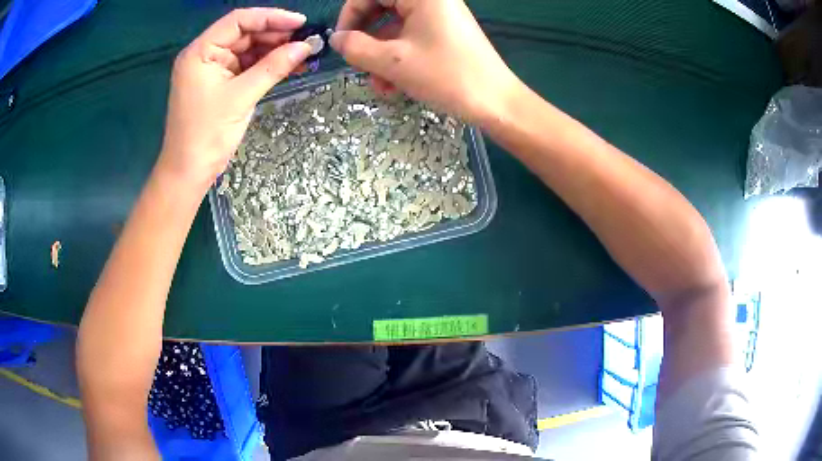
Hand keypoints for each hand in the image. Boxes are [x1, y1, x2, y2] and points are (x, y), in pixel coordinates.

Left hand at [159, 8, 311, 184]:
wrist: (189, 172)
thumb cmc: (207, 134)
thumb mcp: (241, 97)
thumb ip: (273, 67)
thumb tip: (306, 47)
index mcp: (200, 51)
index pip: (238, 21)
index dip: (271, 17)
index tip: (300, 23)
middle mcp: (205, 55)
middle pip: (244, 33)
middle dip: (275, 35)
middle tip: (305, 41)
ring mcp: (212, 69)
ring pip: (248, 50)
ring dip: (274, 51)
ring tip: (302, 54)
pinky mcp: (220, 83)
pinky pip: (246, 67)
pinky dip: (266, 66)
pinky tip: (288, 66)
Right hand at [331, 0, 522, 123]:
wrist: (497, 103)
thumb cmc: (446, 76)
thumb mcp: (393, 62)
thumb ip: (356, 47)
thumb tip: (336, 39)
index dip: (350, 15)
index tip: (341, 41)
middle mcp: (431, 0)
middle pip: (381, 9)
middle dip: (366, 40)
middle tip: (358, 64)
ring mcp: (439, 16)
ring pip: (394, 28)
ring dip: (381, 56)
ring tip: (380, 86)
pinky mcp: (445, 33)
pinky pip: (411, 38)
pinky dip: (398, 59)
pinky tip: (395, 86)